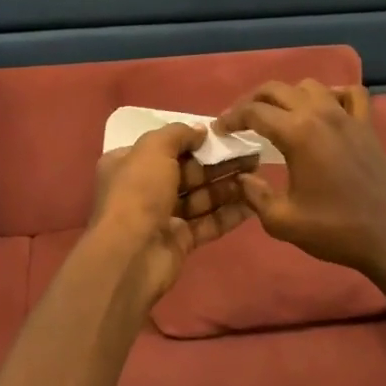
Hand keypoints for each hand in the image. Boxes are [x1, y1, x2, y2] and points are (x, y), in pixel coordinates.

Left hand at [88, 123, 254, 311]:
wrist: (130, 255)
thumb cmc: (138, 193)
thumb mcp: (153, 150)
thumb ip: (177, 134)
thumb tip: (200, 130)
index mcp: (128, 163)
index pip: (163, 146)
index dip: (192, 139)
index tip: (223, 134)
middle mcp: (144, 188)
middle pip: (187, 171)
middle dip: (218, 163)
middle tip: (251, 153)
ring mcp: (163, 216)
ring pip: (200, 197)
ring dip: (228, 186)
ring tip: (257, 174)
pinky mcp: (180, 240)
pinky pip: (208, 222)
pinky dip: (229, 213)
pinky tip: (254, 203)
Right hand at [215, 81, 385, 277]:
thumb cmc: (336, 229)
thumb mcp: (283, 221)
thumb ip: (254, 196)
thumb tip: (242, 178)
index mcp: (297, 133)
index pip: (254, 112)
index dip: (231, 118)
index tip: (220, 130)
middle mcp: (320, 114)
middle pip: (277, 90)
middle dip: (253, 101)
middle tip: (240, 121)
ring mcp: (347, 116)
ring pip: (310, 86)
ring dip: (288, 96)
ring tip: (278, 116)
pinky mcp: (367, 126)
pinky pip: (350, 94)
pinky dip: (333, 95)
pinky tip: (324, 110)